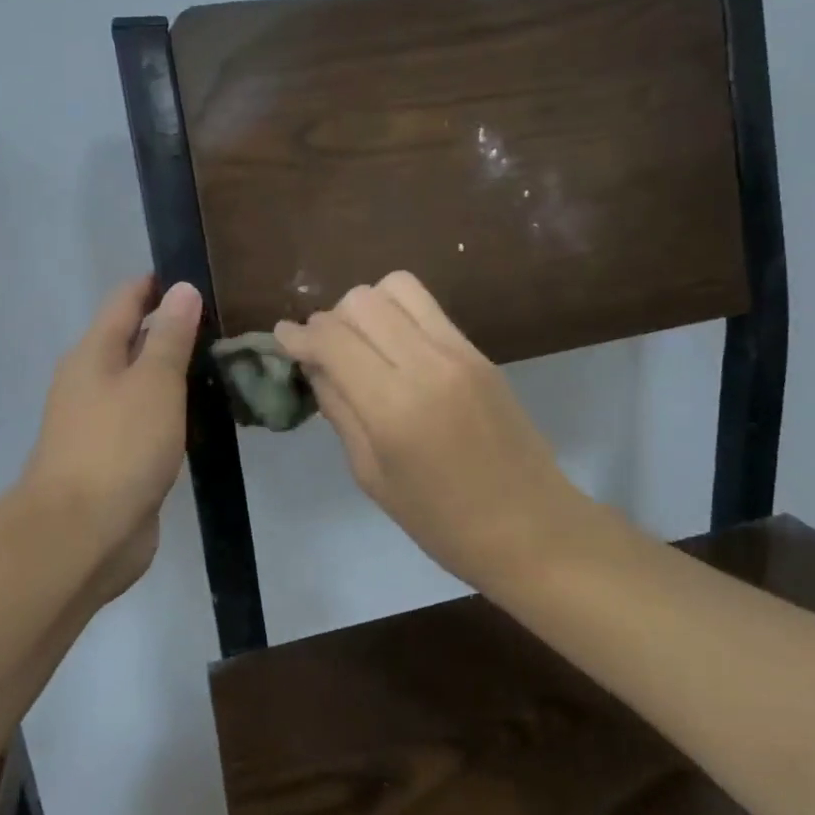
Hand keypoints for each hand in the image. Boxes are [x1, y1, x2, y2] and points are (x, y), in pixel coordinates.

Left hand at [21, 276, 201, 602]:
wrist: (82, 534)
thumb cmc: (119, 447)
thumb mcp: (154, 383)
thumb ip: (170, 337)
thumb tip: (181, 289)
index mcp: (93, 355)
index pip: (125, 301)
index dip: (156, 285)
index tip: (195, 276)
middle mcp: (91, 383)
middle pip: (131, 341)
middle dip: (169, 328)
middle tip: (221, 321)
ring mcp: (100, 424)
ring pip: (140, 384)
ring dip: (171, 372)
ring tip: (219, 363)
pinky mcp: (115, 460)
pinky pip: (146, 420)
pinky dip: (170, 410)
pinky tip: (200, 414)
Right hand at [275, 271, 583, 587]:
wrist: (531, 527)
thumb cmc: (442, 522)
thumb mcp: (372, 476)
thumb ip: (340, 411)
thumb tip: (316, 365)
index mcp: (394, 407)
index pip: (333, 339)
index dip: (299, 335)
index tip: (282, 338)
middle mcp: (427, 364)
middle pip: (362, 301)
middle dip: (331, 319)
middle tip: (325, 352)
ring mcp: (460, 351)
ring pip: (397, 287)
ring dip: (367, 307)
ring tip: (362, 343)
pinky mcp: (480, 351)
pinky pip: (429, 308)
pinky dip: (399, 314)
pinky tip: (395, 349)